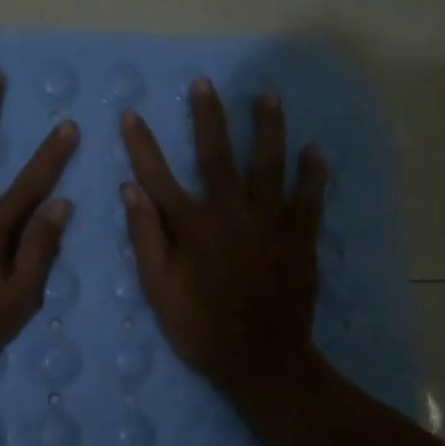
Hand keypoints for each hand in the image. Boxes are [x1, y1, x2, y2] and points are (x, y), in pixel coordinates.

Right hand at [121, 78, 327, 397]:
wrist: (262, 361)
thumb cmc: (201, 328)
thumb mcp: (159, 290)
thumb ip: (146, 237)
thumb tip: (130, 189)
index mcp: (193, 226)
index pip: (158, 176)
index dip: (142, 144)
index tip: (131, 114)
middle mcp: (231, 212)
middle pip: (217, 154)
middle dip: (208, 117)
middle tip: (204, 84)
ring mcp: (270, 222)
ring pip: (270, 164)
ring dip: (268, 128)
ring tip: (268, 97)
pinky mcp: (300, 237)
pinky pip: (309, 198)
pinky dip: (312, 173)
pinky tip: (314, 150)